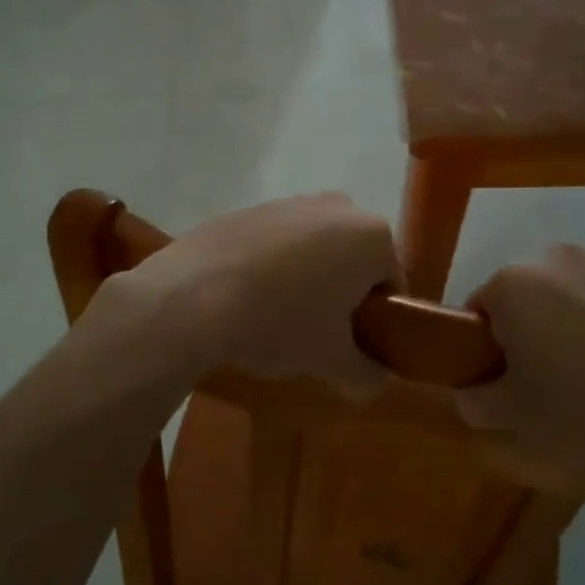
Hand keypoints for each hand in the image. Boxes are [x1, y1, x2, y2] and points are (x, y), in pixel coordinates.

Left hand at [106, 193, 402, 397]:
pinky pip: (280, 241)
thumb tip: (378, 383)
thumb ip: (366, 374)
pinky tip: (250, 296)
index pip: (392, 284)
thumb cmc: (280, 323)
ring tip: (279, 318)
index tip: (354, 346)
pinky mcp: (253, 207)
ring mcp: (292, 201)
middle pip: (356, 260)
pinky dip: (275, 265)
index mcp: (372, 236)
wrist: (192, 294)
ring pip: (318, 248)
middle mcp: (339, 207)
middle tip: (320, 334)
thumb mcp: (330, 360)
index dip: (379, 320)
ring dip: (310, 278)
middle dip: (344, 294)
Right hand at [455, 244, 584, 488]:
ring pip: (569, 290)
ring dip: (571, 318)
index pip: (479, 311)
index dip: (489, 349)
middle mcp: (554, 257)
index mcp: (512, 285)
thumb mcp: (516, 423)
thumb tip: (466, 390)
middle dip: (530, 329)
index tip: (510, 383)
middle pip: (525, 295)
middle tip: (552, 380)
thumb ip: (474, 400)